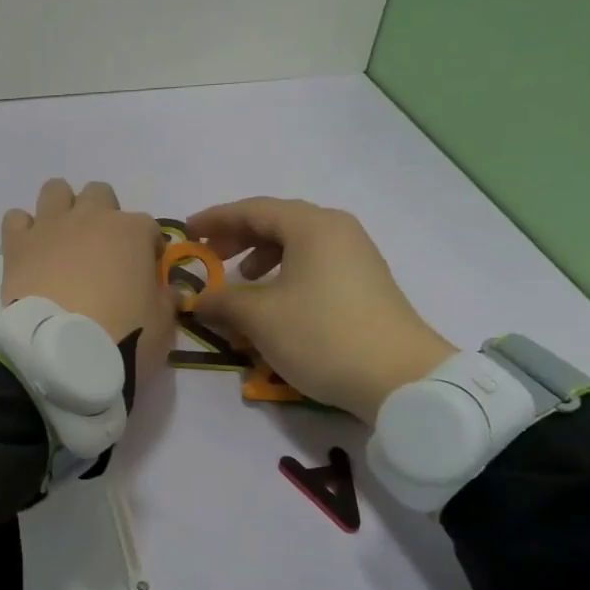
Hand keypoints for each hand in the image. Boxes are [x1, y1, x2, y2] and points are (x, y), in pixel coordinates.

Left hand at [1, 179, 175, 380]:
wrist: (66, 353)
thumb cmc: (125, 335)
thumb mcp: (163, 323)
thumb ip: (166, 299)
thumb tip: (169, 291)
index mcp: (133, 231)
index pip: (148, 227)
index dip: (147, 249)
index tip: (143, 274)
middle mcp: (91, 217)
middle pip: (99, 194)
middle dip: (102, 215)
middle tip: (100, 252)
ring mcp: (51, 226)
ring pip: (55, 190)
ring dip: (61, 209)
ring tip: (62, 242)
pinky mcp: (18, 244)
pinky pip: (16, 218)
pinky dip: (23, 230)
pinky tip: (30, 252)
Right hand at [185, 198, 456, 423]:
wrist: (401, 379)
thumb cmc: (322, 335)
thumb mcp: (260, 317)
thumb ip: (222, 300)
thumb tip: (197, 299)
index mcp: (312, 227)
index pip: (253, 209)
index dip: (216, 219)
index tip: (188, 231)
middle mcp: (337, 231)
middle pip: (277, 221)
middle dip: (237, 236)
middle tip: (209, 257)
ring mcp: (356, 256)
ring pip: (297, 243)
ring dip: (261, 254)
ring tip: (241, 278)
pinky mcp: (364, 283)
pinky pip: (313, 262)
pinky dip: (285, 271)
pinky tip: (274, 299)